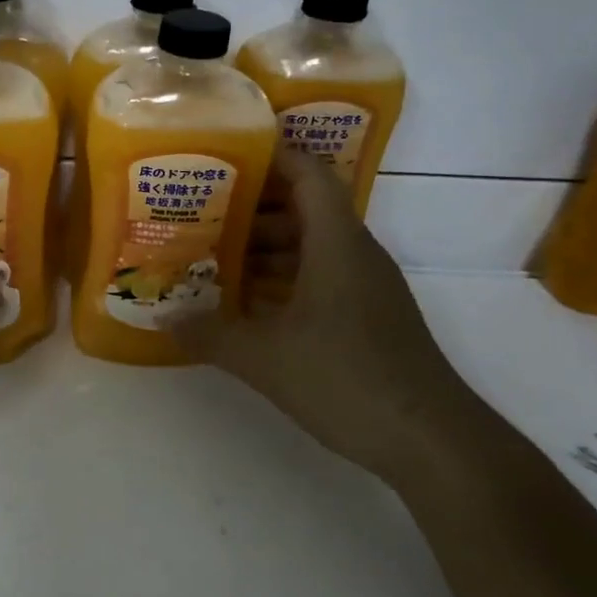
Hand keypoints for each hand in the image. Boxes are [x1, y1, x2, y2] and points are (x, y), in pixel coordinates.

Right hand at [178, 149, 473, 483]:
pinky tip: (246, 305)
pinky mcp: (368, 318)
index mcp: (337, 243)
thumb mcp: (264, 357)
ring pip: (309, 249)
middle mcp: (355, 254)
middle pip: (302, 211)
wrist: (430, 440)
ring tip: (211, 258)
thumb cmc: (346, 378)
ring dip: (263, 250)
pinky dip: (282, 281)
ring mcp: (365, 288)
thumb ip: (210, 333)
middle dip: (250, 210)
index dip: (270, 157)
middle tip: (197, 215)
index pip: (307, 175)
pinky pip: (319, 280)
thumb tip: (165, 317)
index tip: (224, 157)